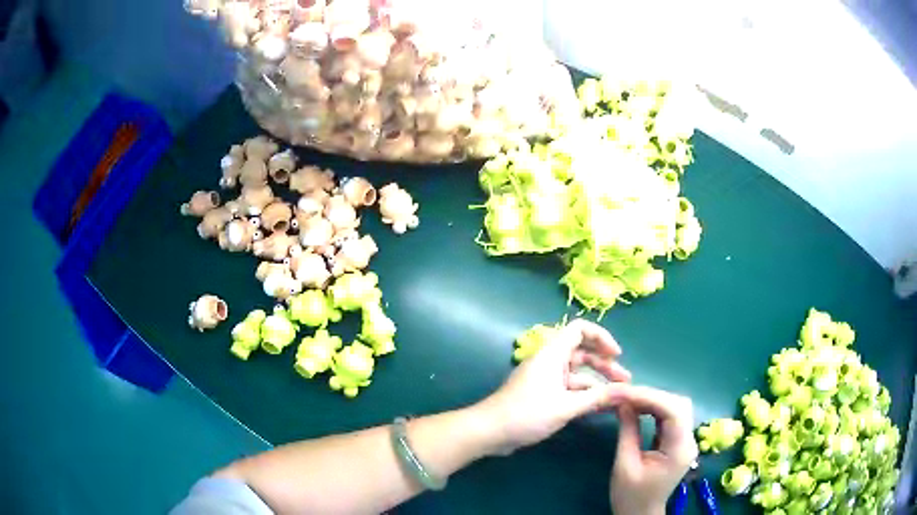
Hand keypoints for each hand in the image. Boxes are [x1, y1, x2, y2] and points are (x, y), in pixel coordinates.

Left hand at [477, 319, 631, 453]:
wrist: (490, 431)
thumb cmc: (527, 414)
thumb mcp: (566, 407)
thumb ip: (597, 397)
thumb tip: (627, 391)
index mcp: (552, 354)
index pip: (579, 329)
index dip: (601, 337)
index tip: (617, 355)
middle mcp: (549, 361)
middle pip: (582, 353)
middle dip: (604, 364)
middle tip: (624, 380)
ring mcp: (545, 378)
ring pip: (576, 373)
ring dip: (596, 382)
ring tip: (616, 396)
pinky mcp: (542, 394)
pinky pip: (568, 387)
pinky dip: (583, 394)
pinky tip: (597, 406)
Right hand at [608, 384, 697, 514]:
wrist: (639, 514)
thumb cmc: (630, 496)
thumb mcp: (625, 465)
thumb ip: (628, 431)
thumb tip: (623, 402)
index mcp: (679, 449)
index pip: (674, 411)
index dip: (650, 396)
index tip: (625, 392)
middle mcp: (688, 441)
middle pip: (678, 405)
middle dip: (652, 395)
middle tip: (625, 394)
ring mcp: (685, 440)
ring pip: (676, 407)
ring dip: (653, 399)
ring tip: (629, 399)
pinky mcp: (677, 441)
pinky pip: (670, 416)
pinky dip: (654, 408)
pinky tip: (638, 408)